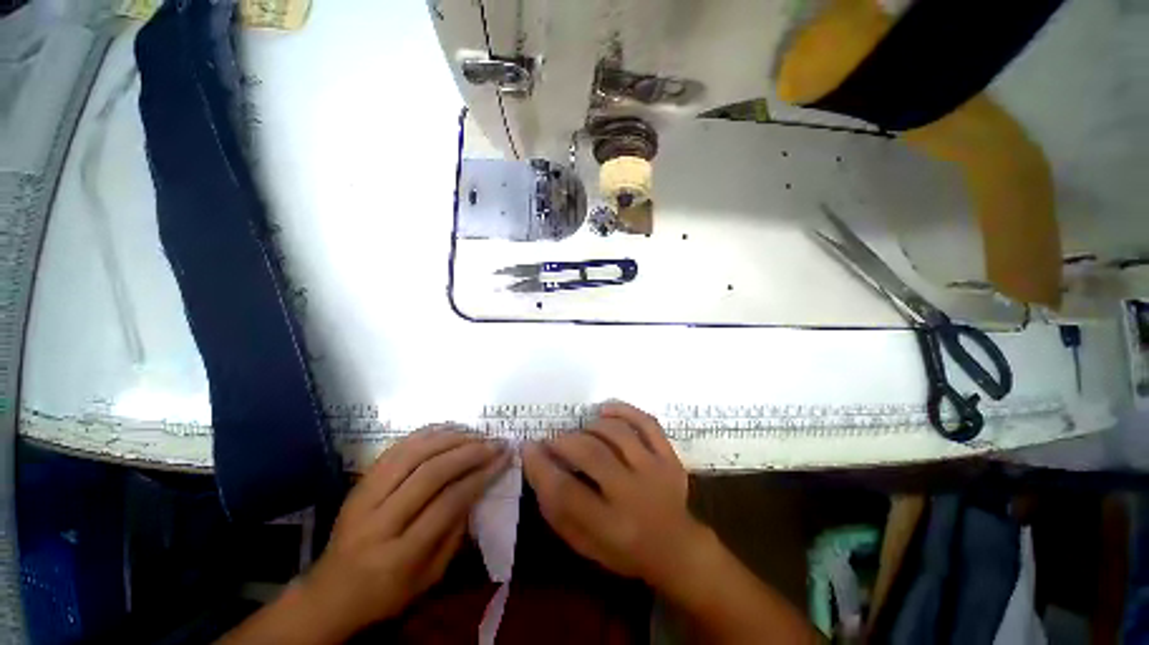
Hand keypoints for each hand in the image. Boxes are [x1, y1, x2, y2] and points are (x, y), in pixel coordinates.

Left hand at [297, 428, 509, 639]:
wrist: (329, 593)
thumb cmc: (386, 594)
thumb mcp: (429, 578)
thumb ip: (455, 534)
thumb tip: (477, 488)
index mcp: (399, 556)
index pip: (448, 504)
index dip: (480, 476)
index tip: (503, 459)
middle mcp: (378, 522)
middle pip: (430, 473)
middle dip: (469, 452)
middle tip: (494, 442)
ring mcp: (364, 498)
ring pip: (412, 454)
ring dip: (449, 438)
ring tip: (474, 434)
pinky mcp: (359, 483)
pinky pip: (395, 449)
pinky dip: (424, 434)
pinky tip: (446, 430)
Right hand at [522, 402, 701, 587]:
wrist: (677, 548)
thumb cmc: (624, 549)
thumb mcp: (584, 543)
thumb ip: (557, 510)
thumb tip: (538, 466)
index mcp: (610, 526)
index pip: (565, 491)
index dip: (541, 466)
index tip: (529, 448)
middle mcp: (633, 494)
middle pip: (591, 454)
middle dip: (564, 441)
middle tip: (553, 441)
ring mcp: (656, 471)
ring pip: (617, 433)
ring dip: (590, 427)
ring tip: (581, 433)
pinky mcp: (670, 456)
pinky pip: (647, 422)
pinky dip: (623, 410)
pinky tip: (604, 410)